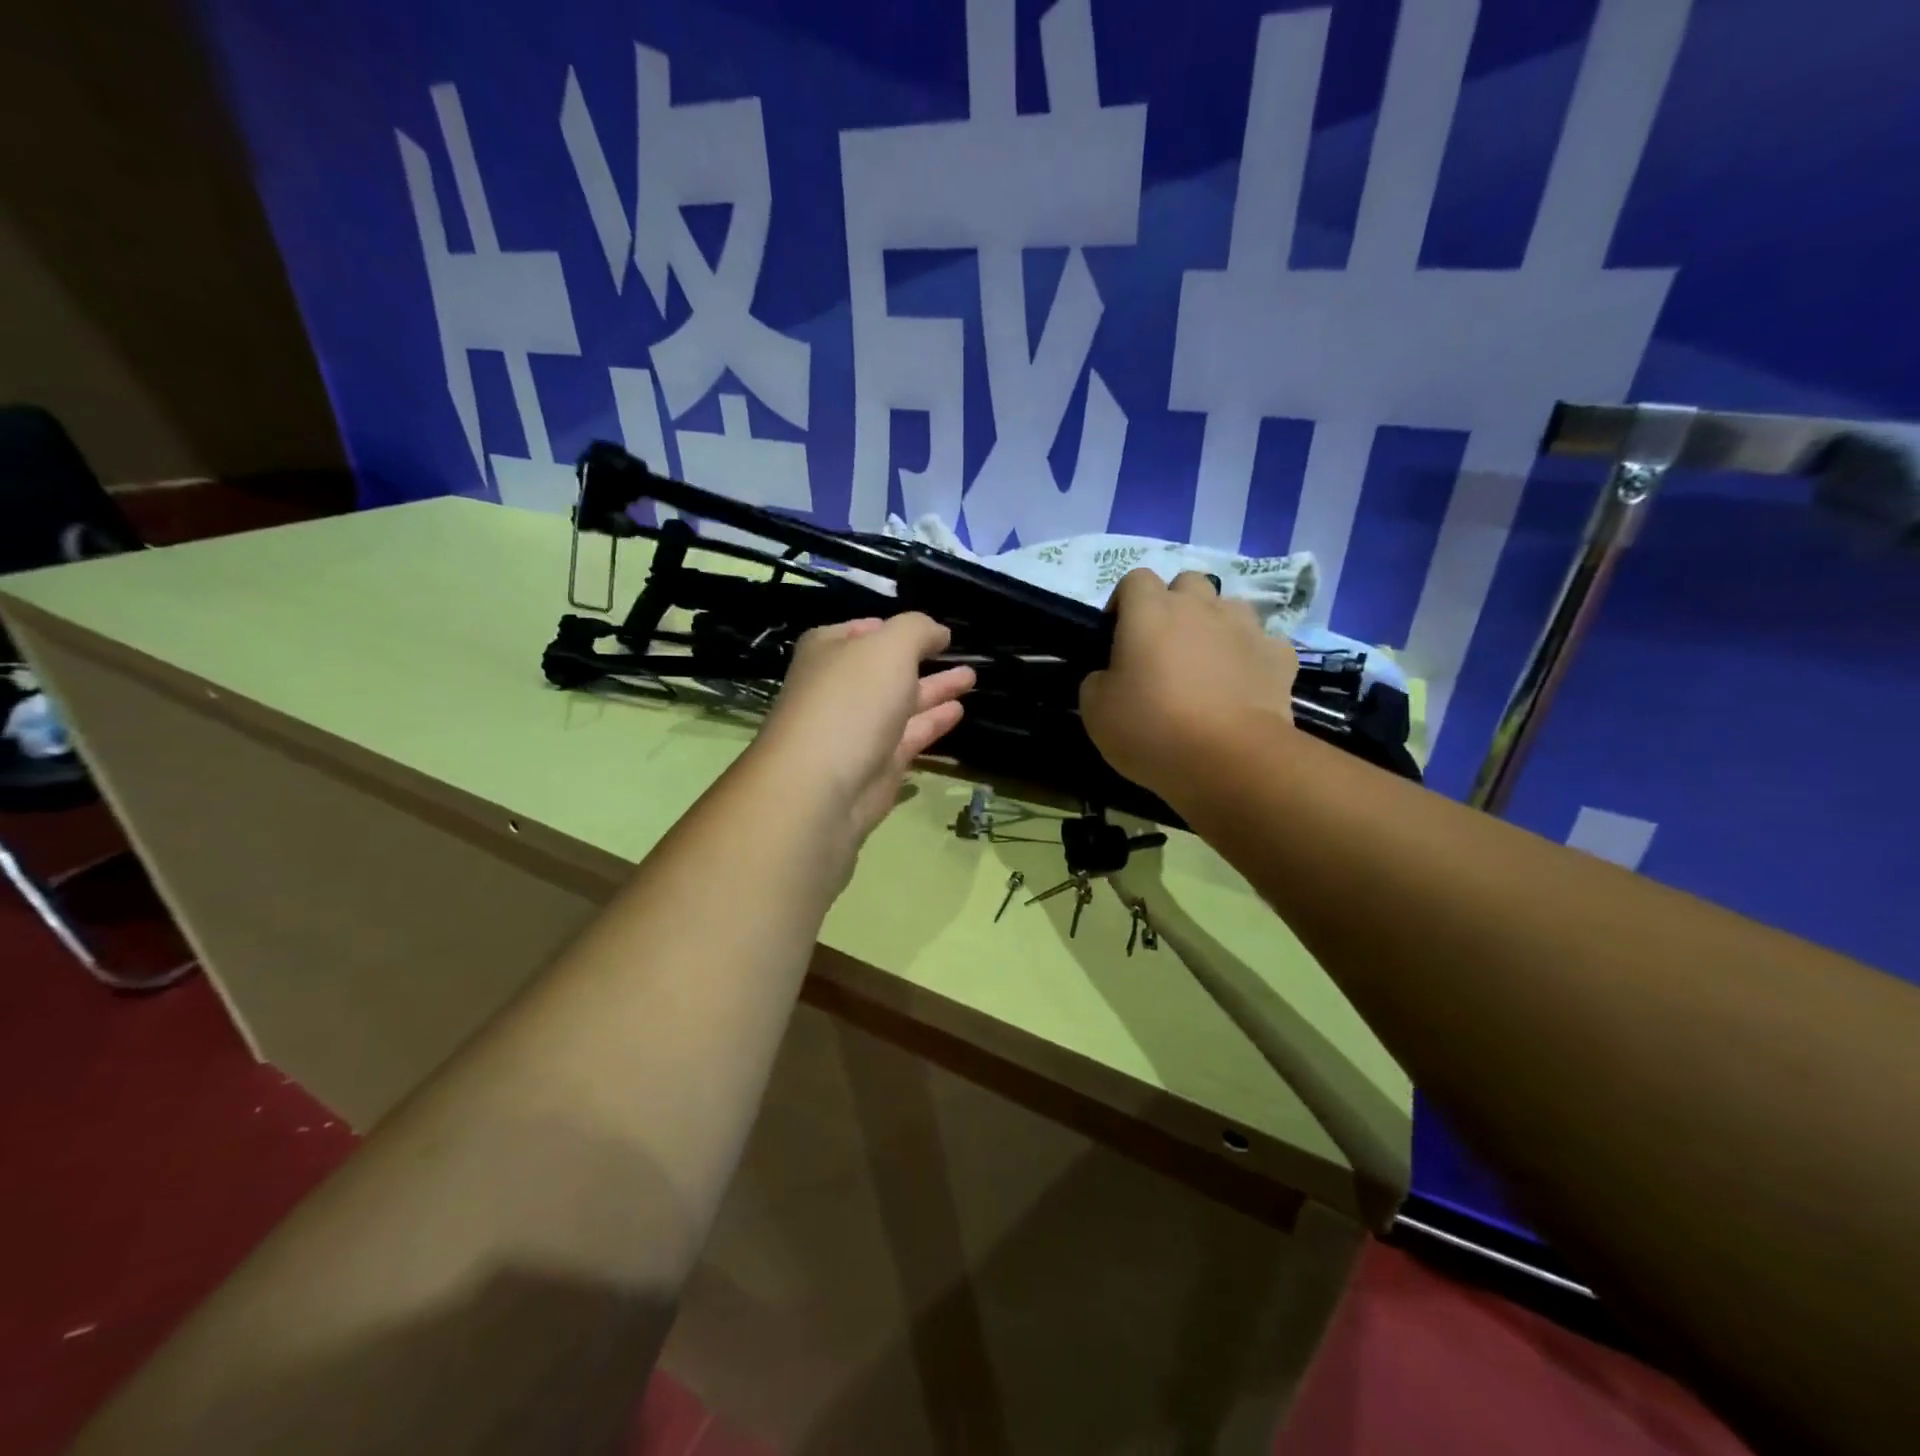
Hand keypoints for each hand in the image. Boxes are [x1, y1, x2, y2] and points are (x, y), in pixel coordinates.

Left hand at [754, 613, 974, 848]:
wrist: (823, 786)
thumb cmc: (852, 701)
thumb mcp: (890, 647)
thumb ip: (918, 630)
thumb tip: (939, 633)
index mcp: (829, 650)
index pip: (864, 630)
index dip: (896, 627)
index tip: (932, 629)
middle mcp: (841, 686)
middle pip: (887, 667)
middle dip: (922, 658)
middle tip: (959, 653)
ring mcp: (859, 726)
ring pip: (903, 701)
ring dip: (935, 689)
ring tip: (971, 677)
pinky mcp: (877, 762)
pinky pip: (910, 735)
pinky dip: (933, 722)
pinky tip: (958, 710)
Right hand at [1080, 569, 1297, 802]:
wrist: (1229, 758)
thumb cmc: (1151, 727)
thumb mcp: (1096, 710)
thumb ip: (1098, 680)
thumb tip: (1111, 676)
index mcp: (1150, 611)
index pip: (1135, 579)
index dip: (1124, 602)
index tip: (1117, 635)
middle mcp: (1200, 607)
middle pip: (1187, 583)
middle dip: (1175, 605)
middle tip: (1164, 646)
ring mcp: (1246, 628)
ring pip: (1229, 608)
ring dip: (1215, 626)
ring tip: (1207, 664)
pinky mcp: (1279, 657)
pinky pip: (1263, 644)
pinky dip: (1251, 658)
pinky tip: (1243, 685)